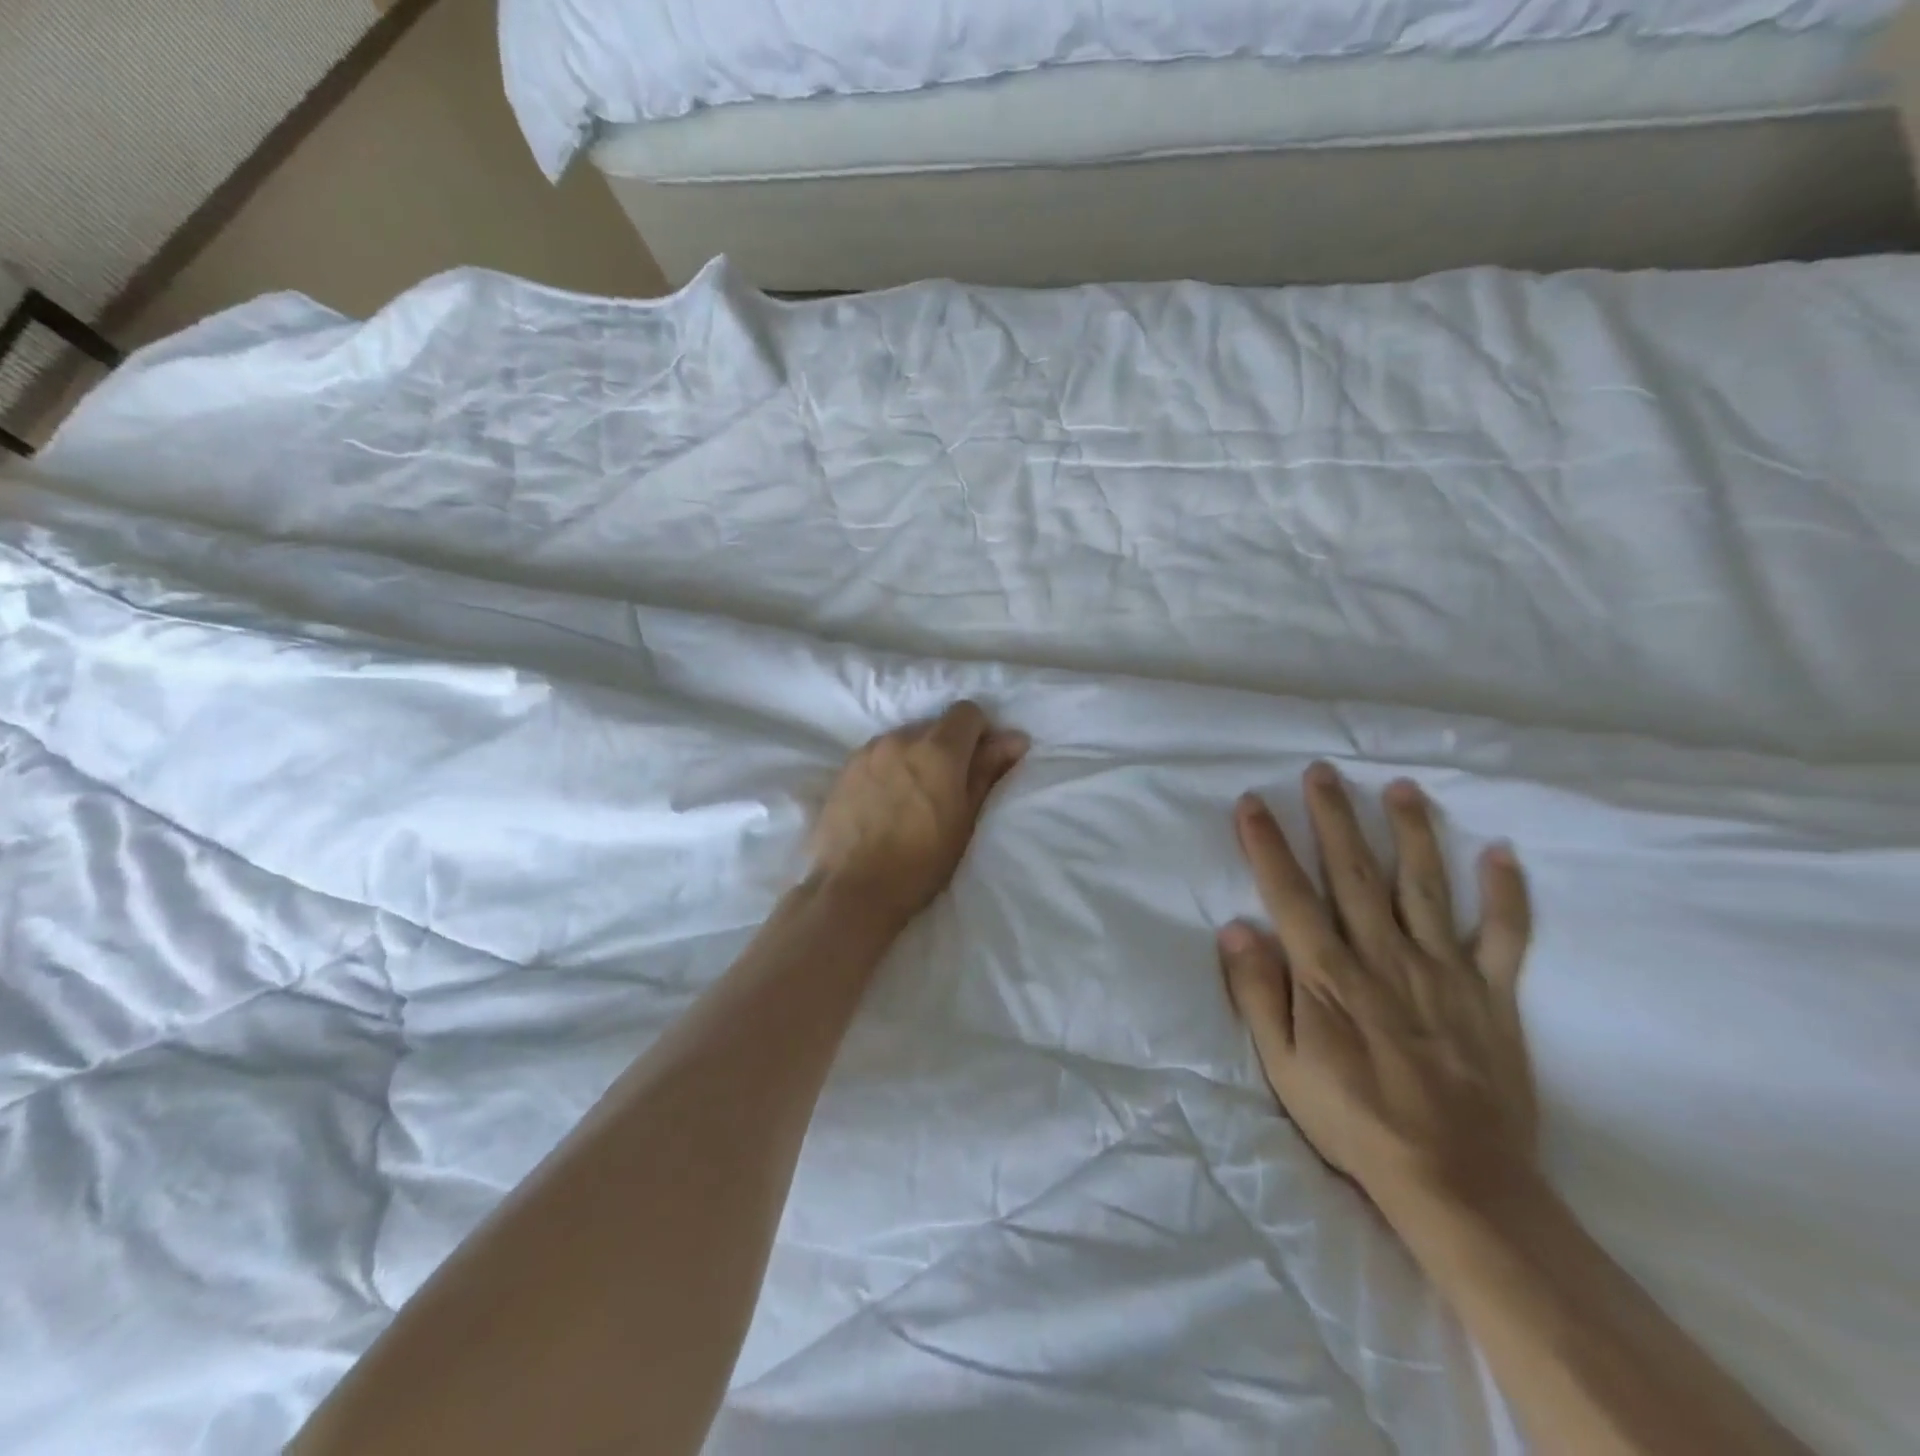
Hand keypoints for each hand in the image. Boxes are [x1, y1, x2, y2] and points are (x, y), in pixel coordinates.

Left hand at [809, 701, 1028, 925]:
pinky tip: (886, 802)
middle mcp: (901, 738)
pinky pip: (878, 755)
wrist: (853, 889)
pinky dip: (889, 768)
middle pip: (935, 726)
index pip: (967, 712)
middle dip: (947, 747)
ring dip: (916, 757)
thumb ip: (987, 771)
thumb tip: (1014, 738)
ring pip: (904, 739)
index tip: (979, 764)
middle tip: (948, 788)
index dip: (979, 733)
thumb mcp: (966, 820)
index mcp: (938, 749)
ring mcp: (869, 751)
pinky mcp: (845, 768)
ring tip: (913, 797)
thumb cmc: (921, 863)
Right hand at [1217, 763, 1534, 1213]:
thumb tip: (1235, 930)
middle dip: (1334, 818)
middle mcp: (1384, 957)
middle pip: (1353, 873)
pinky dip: (1506, 894)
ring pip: (1423, 886)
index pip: (1290, 894)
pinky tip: (1502, 852)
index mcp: (1329, 975)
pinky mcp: (1491, 994)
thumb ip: (1258, 995)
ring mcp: (1443, 971)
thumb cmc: (1355, 1121)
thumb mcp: (1285, 1068)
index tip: (1252, 803)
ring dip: (1411, 832)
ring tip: (1401, 788)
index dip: (1267, 845)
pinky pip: (1504, 936)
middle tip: (1322, 772)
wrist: (1457, 1181)